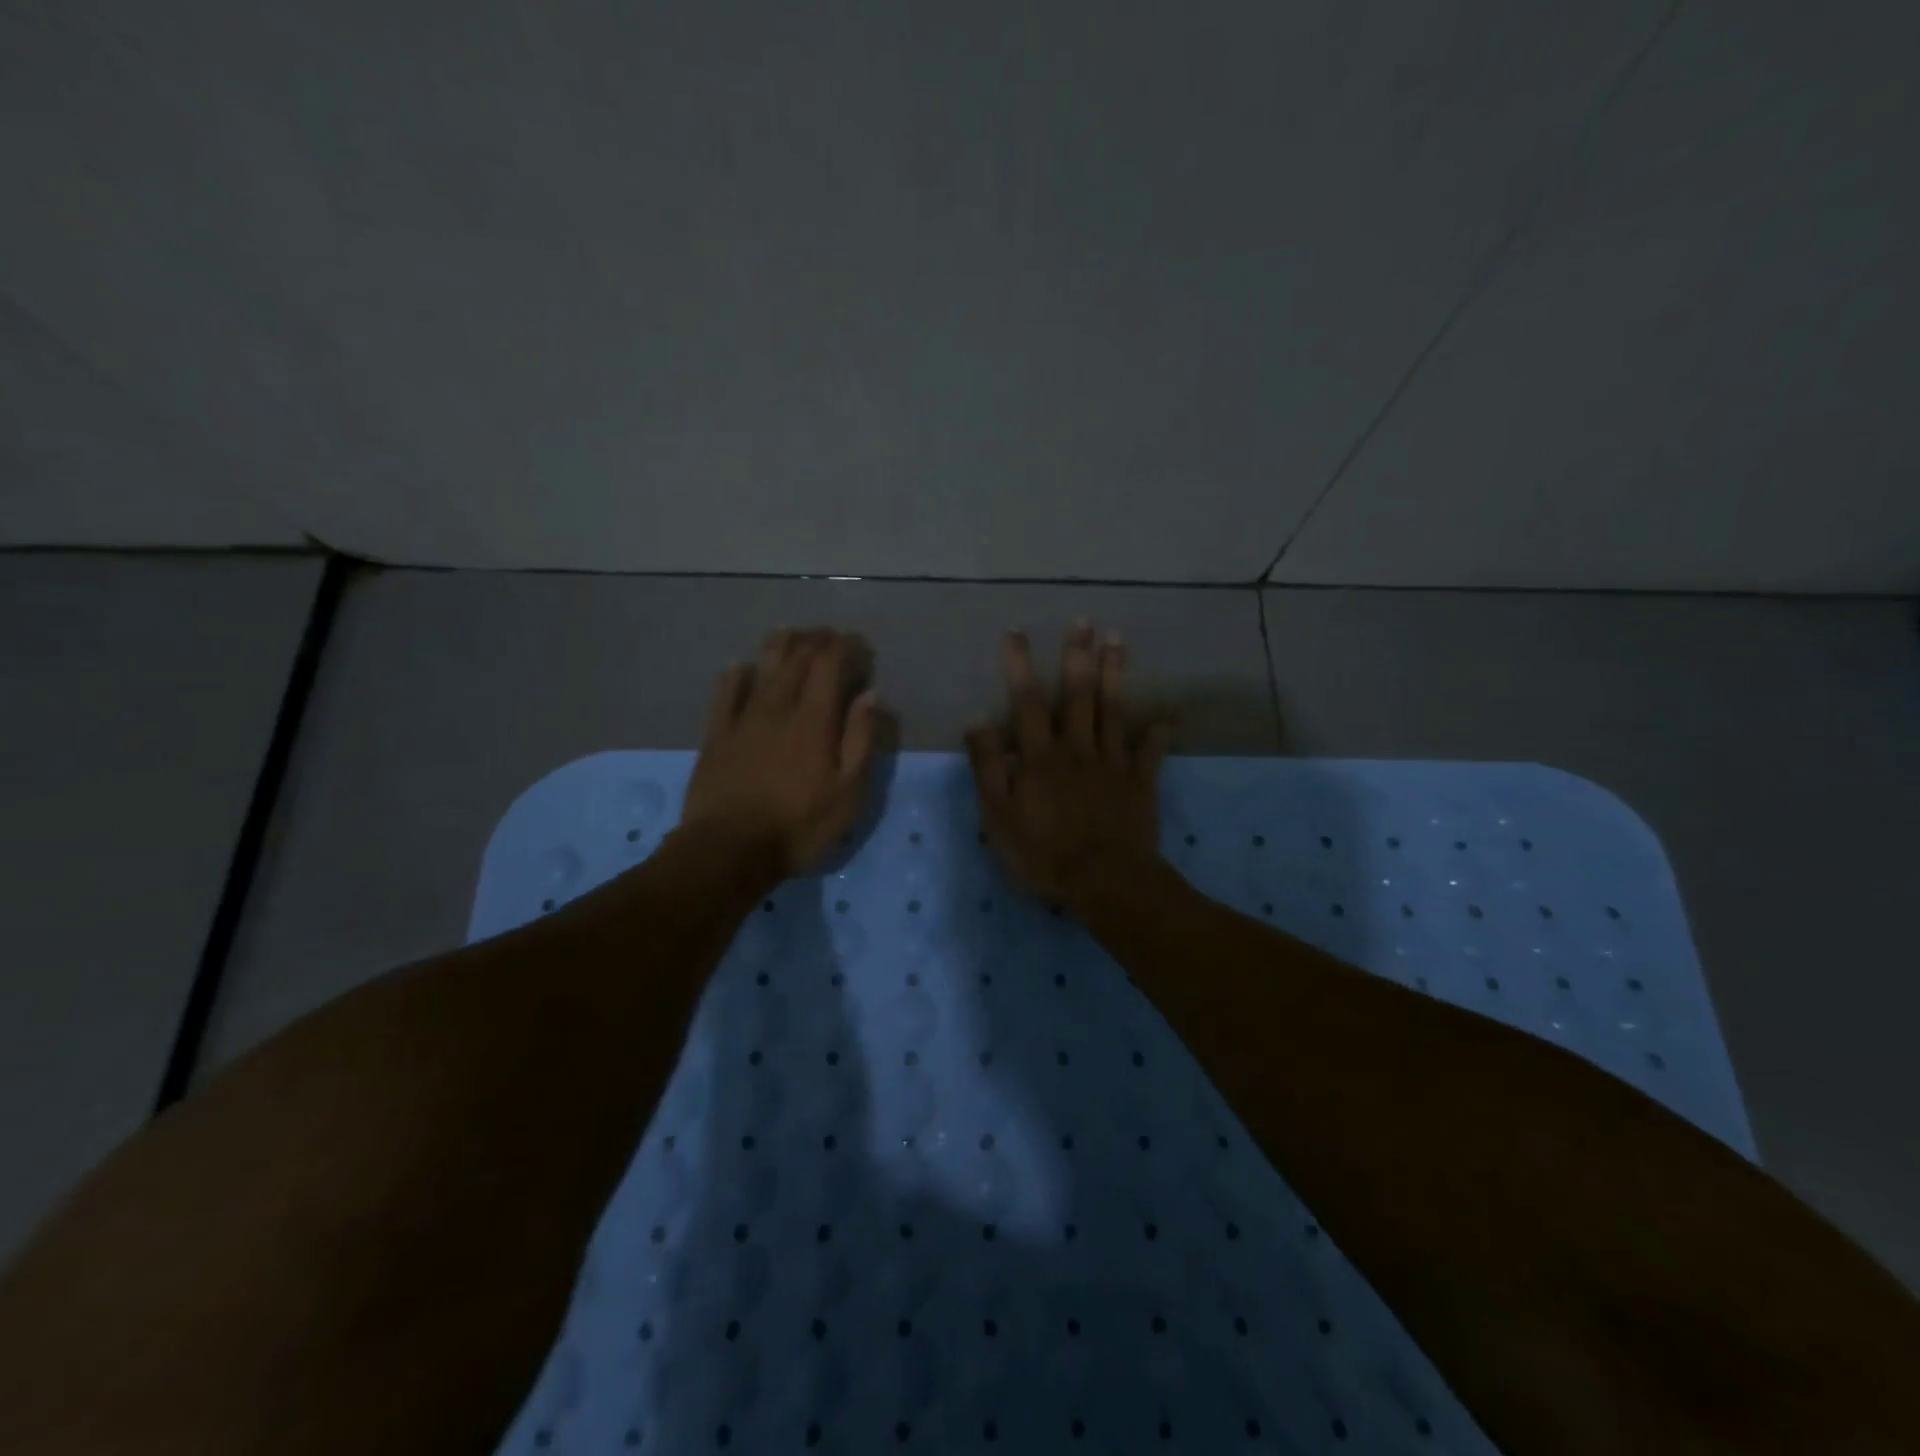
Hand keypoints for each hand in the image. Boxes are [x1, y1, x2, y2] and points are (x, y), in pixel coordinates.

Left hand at [682, 628, 882, 879]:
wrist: (729, 850)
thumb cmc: (798, 826)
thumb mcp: (849, 793)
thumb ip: (861, 739)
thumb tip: (870, 695)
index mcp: (814, 720)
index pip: (830, 664)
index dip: (846, 647)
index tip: (859, 645)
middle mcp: (778, 707)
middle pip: (797, 658)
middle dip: (817, 640)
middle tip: (831, 637)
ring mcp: (743, 718)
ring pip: (762, 667)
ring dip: (780, 645)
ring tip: (792, 633)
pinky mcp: (716, 734)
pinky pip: (724, 692)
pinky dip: (735, 673)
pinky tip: (740, 666)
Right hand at [966, 621, 1171, 909]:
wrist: (1105, 882)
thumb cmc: (1043, 853)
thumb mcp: (998, 817)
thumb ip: (987, 769)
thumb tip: (977, 722)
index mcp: (1040, 756)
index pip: (1027, 701)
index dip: (1020, 665)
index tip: (1016, 632)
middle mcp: (1077, 748)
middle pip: (1078, 695)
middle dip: (1078, 655)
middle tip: (1084, 621)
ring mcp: (1112, 763)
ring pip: (1114, 710)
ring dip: (1116, 674)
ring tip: (1118, 640)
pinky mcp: (1139, 783)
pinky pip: (1150, 752)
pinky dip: (1157, 734)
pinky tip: (1165, 717)